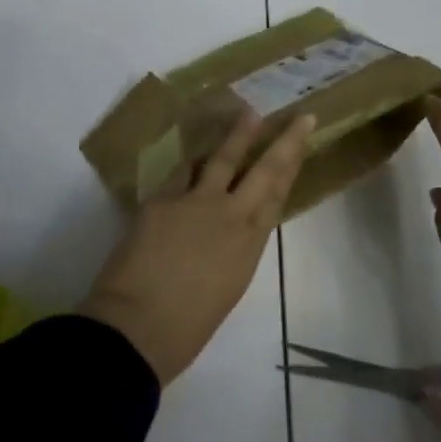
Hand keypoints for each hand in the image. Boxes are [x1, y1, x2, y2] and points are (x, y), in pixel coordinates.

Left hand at [79, 111, 314, 385]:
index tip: (302, 142)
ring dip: (238, 135)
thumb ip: (233, 251)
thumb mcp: (226, 287)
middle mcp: (231, 216)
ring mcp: (197, 202)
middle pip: (265, 170)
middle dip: (284, 141)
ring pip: (224, 159)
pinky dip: (191, 163)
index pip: (277, 195)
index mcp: (250, 245)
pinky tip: (195, 155)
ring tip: (249, 113)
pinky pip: (182, 172)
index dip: (292, 166)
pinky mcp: (164, 198)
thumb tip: (229, 232)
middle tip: (299, 117)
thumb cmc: (186, 328)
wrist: (138, 328)